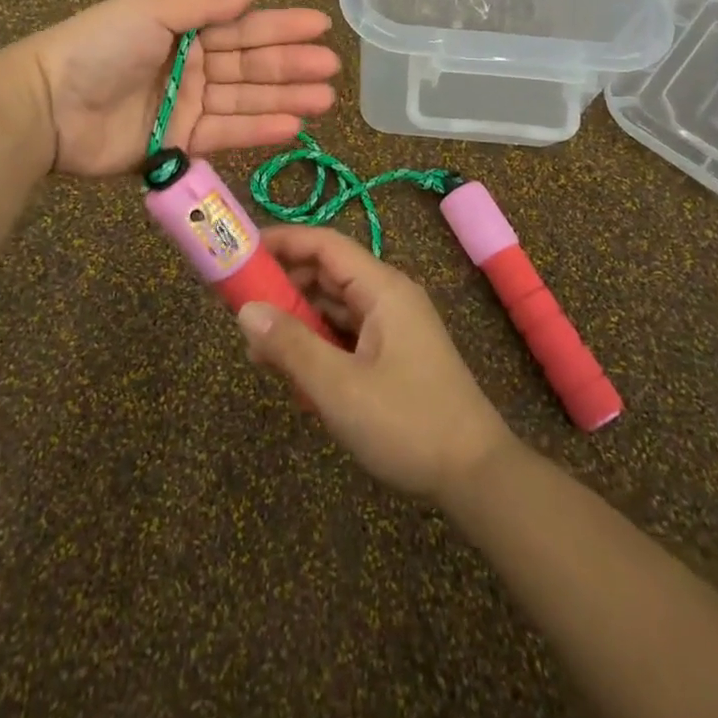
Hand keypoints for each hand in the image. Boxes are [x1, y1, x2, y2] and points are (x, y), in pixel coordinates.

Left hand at [23, 0, 339, 177]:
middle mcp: (190, 65)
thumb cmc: (100, 46)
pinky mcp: (178, 144)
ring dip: (285, 99)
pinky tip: (292, 126)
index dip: (282, 27)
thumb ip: (206, 4)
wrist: (47, 105)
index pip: (243, 27)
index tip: (321, 27)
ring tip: (325, 100)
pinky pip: (225, 135)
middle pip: (250, 66)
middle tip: (332, 70)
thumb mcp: (152, 11)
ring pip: (245, 101)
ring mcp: (186, 106)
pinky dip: (258, 130)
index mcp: (183, 29)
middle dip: (291, 66)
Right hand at [237, 226, 516, 501]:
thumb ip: (290, 345)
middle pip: (326, 274)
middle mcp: (388, 297)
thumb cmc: (407, 423)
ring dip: (297, 323)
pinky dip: (318, 346)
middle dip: (283, 288)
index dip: (282, 242)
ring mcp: (393, 326)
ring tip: (259, 351)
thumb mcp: (339, 387)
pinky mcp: (393, 354)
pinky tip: (295, 376)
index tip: (241, 251)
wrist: (476, 475)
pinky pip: (346, 335)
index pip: (324, 244)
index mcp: (382, 289)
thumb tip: (245, 310)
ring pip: (334, 308)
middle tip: (240, 308)